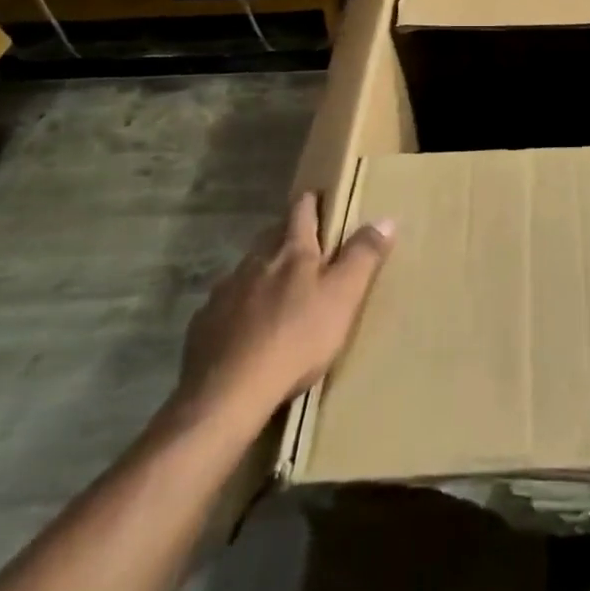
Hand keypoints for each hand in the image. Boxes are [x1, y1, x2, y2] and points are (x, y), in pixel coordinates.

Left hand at [174, 192, 392, 436]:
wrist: (227, 394)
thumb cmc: (296, 339)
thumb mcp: (343, 297)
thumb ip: (363, 257)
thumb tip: (385, 218)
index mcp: (292, 252)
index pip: (301, 212)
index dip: (311, 202)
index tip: (317, 196)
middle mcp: (254, 262)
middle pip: (272, 237)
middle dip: (287, 236)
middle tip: (305, 245)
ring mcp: (224, 292)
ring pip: (247, 270)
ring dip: (263, 273)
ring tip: (277, 289)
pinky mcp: (203, 325)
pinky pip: (226, 305)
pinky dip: (240, 307)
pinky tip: (247, 328)